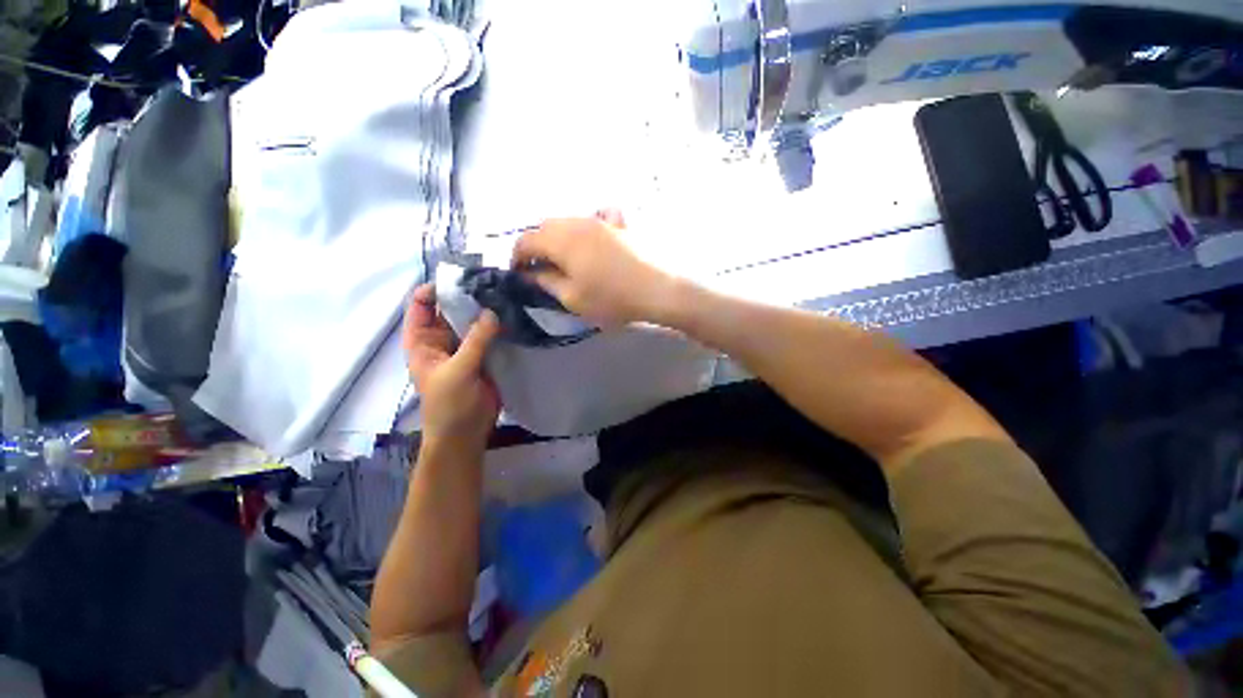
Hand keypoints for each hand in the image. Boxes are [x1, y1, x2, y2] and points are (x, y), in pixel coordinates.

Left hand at [403, 284, 500, 448]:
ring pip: (475, 320)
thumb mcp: (458, 371)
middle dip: (470, 295)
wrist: (467, 433)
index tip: (464, 277)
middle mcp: (443, 338)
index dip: (438, 288)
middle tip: (495, 280)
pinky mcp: (486, 354)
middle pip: (453, 308)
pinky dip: (501, 324)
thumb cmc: (450, 405)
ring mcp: (466, 346)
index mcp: (423, 340)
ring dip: (488, 309)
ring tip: (508, 292)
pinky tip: (515, 313)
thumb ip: (475, 341)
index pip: (423, 304)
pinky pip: (492, 334)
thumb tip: (492, 311)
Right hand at [511, 211, 679, 326]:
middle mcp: (577, 222)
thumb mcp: (573, 298)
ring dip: (558, 237)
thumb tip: (531, 273)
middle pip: (545, 226)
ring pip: (568, 221)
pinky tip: (592, 241)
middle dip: (536, 245)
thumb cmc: (612, 298)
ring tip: (564, 259)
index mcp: (561, 240)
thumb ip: (547, 282)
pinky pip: (595, 217)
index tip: (518, 274)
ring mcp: (601, 219)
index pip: (526, 240)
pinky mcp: (619, 224)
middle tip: (539, 268)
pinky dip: (585, 226)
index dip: (516, 257)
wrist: (659, 289)